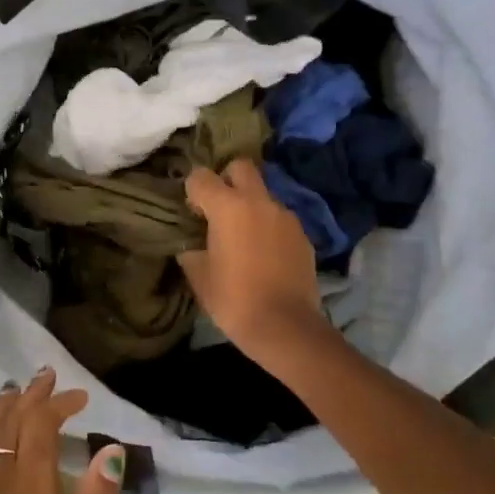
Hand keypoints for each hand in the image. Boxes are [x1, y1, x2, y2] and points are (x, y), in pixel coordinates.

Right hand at [178, 159, 326, 354]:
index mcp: (228, 207)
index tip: (192, 213)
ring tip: (243, 237)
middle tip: (219, 208)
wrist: (285, 326)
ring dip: (250, 205)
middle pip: (241, 167)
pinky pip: (279, 219)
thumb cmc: (233, 299)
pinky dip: (268, 226)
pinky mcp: (303, 235)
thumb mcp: (198, 275)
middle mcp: (259, 201)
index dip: (192, 191)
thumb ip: (191, 248)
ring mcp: (286, 216)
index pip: (200, 176)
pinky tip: (264, 254)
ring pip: (263, 194)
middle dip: (226, 179)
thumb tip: (191, 242)